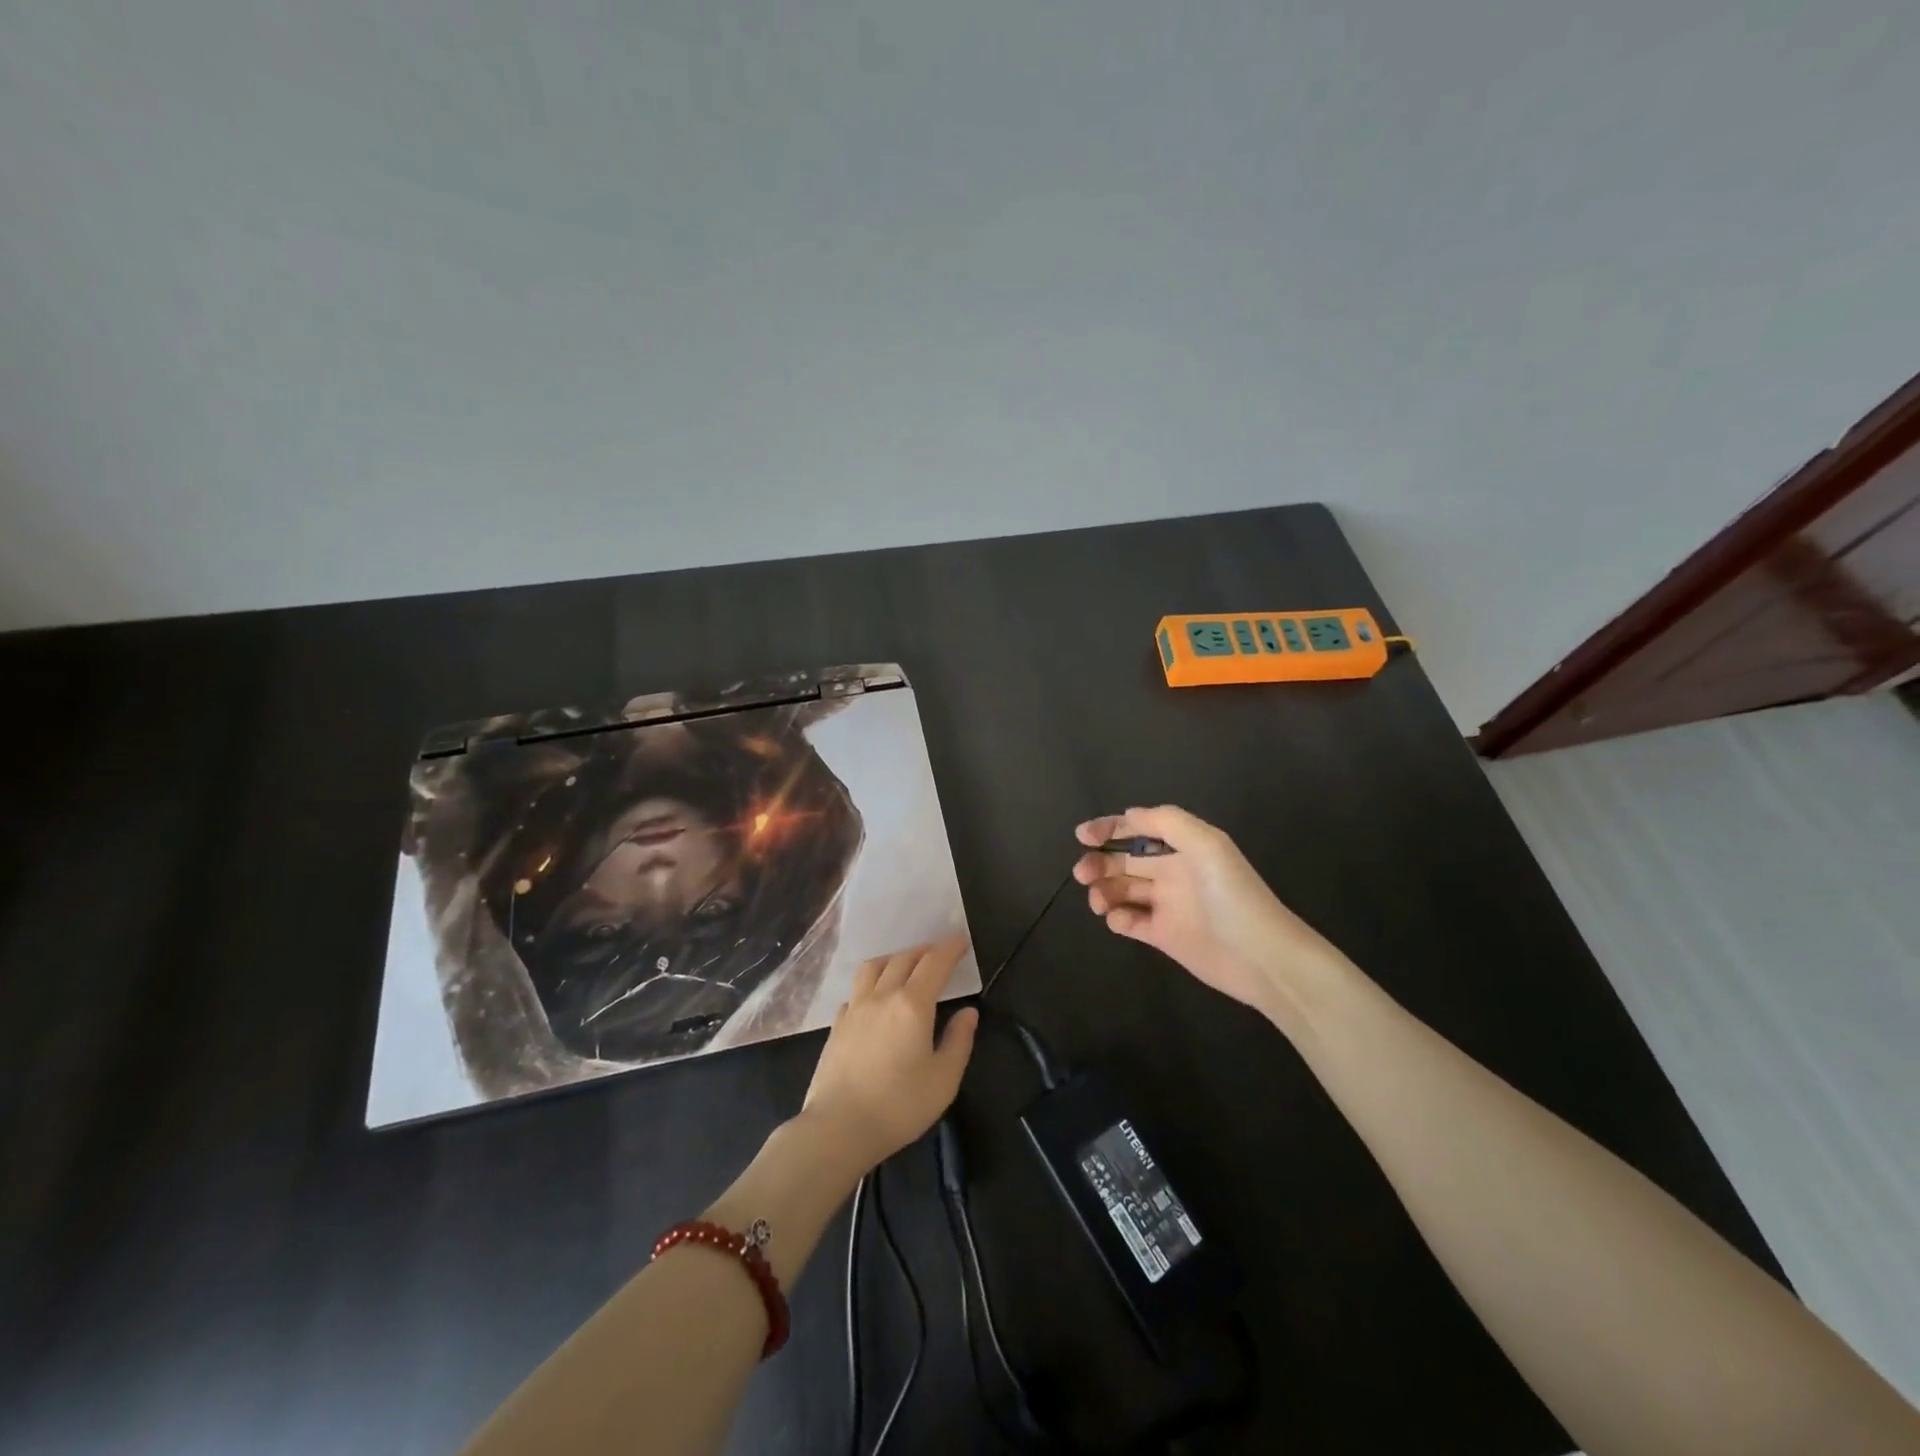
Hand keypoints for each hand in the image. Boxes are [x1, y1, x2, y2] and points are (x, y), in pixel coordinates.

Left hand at [802, 938, 978, 1171]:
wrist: (838, 1127)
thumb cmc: (899, 1106)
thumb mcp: (943, 1079)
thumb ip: (959, 1041)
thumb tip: (968, 1012)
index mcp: (912, 1005)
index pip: (934, 964)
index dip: (949, 949)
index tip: (961, 942)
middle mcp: (882, 996)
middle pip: (904, 959)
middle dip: (924, 951)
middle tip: (938, 954)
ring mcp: (855, 1008)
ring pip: (874, 967)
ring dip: (893, 958)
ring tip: (904, 966)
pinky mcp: (836, 1025)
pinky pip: (855, 991)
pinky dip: (870, 985)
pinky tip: (873, 999)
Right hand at [1074, 806, 1348, 1018]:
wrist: (1262, 957)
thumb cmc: (1232, 896)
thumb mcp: (1206, 845)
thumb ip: (1167, 822)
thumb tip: (1128, 814)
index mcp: (1183, 847)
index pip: (1139, 830)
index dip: (1110, 828)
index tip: (1083, 837)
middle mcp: (1172, 872)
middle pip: (1124, 860)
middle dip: (1099, 862)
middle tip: (1082, 874)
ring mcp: (1167, 905)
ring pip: (1122, 890)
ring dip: (1103, 891)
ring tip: (1099, 903)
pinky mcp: (1164, 936)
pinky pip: (1131, 922)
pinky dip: (1117, 918)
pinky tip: (1118, 920)